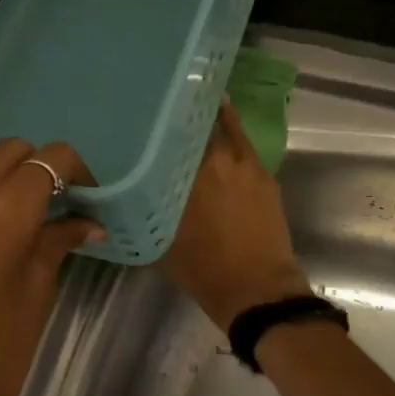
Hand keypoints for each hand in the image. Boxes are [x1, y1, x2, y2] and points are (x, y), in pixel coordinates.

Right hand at [161, 100, 310, 330]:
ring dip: (214, 118)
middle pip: (202, 123)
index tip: (148, 109)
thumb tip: (129, 191)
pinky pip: (245, 146)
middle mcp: (217, 160)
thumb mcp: (161, 239)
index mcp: (188, 173)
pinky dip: (234, 135)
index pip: (172, 132)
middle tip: (170, 107)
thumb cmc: (203, 268)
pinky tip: (223, 136)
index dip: (161, 118)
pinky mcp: (265, 177)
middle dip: (187, 114)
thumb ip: (147, 208)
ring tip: (199, 107)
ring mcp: (246, 165)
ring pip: (229, 130)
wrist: (256, 289)